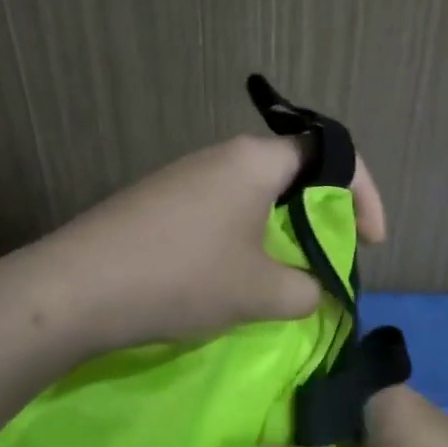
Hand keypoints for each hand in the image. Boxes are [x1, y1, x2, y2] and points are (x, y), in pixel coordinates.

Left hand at [27, 134, 386, 354]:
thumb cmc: (182, 277)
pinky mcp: (159, 203)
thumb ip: (306, 289)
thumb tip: (310, 290)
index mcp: (255, 160)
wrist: (74, 289)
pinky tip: (232, 278)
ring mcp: (185, 177)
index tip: (372, 242)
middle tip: (330, 261)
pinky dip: (244, 240)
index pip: (331, 154)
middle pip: (293, 174)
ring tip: (284, 278)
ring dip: (281, 233)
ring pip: (255, 196)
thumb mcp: (260, 292)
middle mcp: (221, 156)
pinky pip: (221, 212)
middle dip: (322, 217)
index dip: (364, 195)